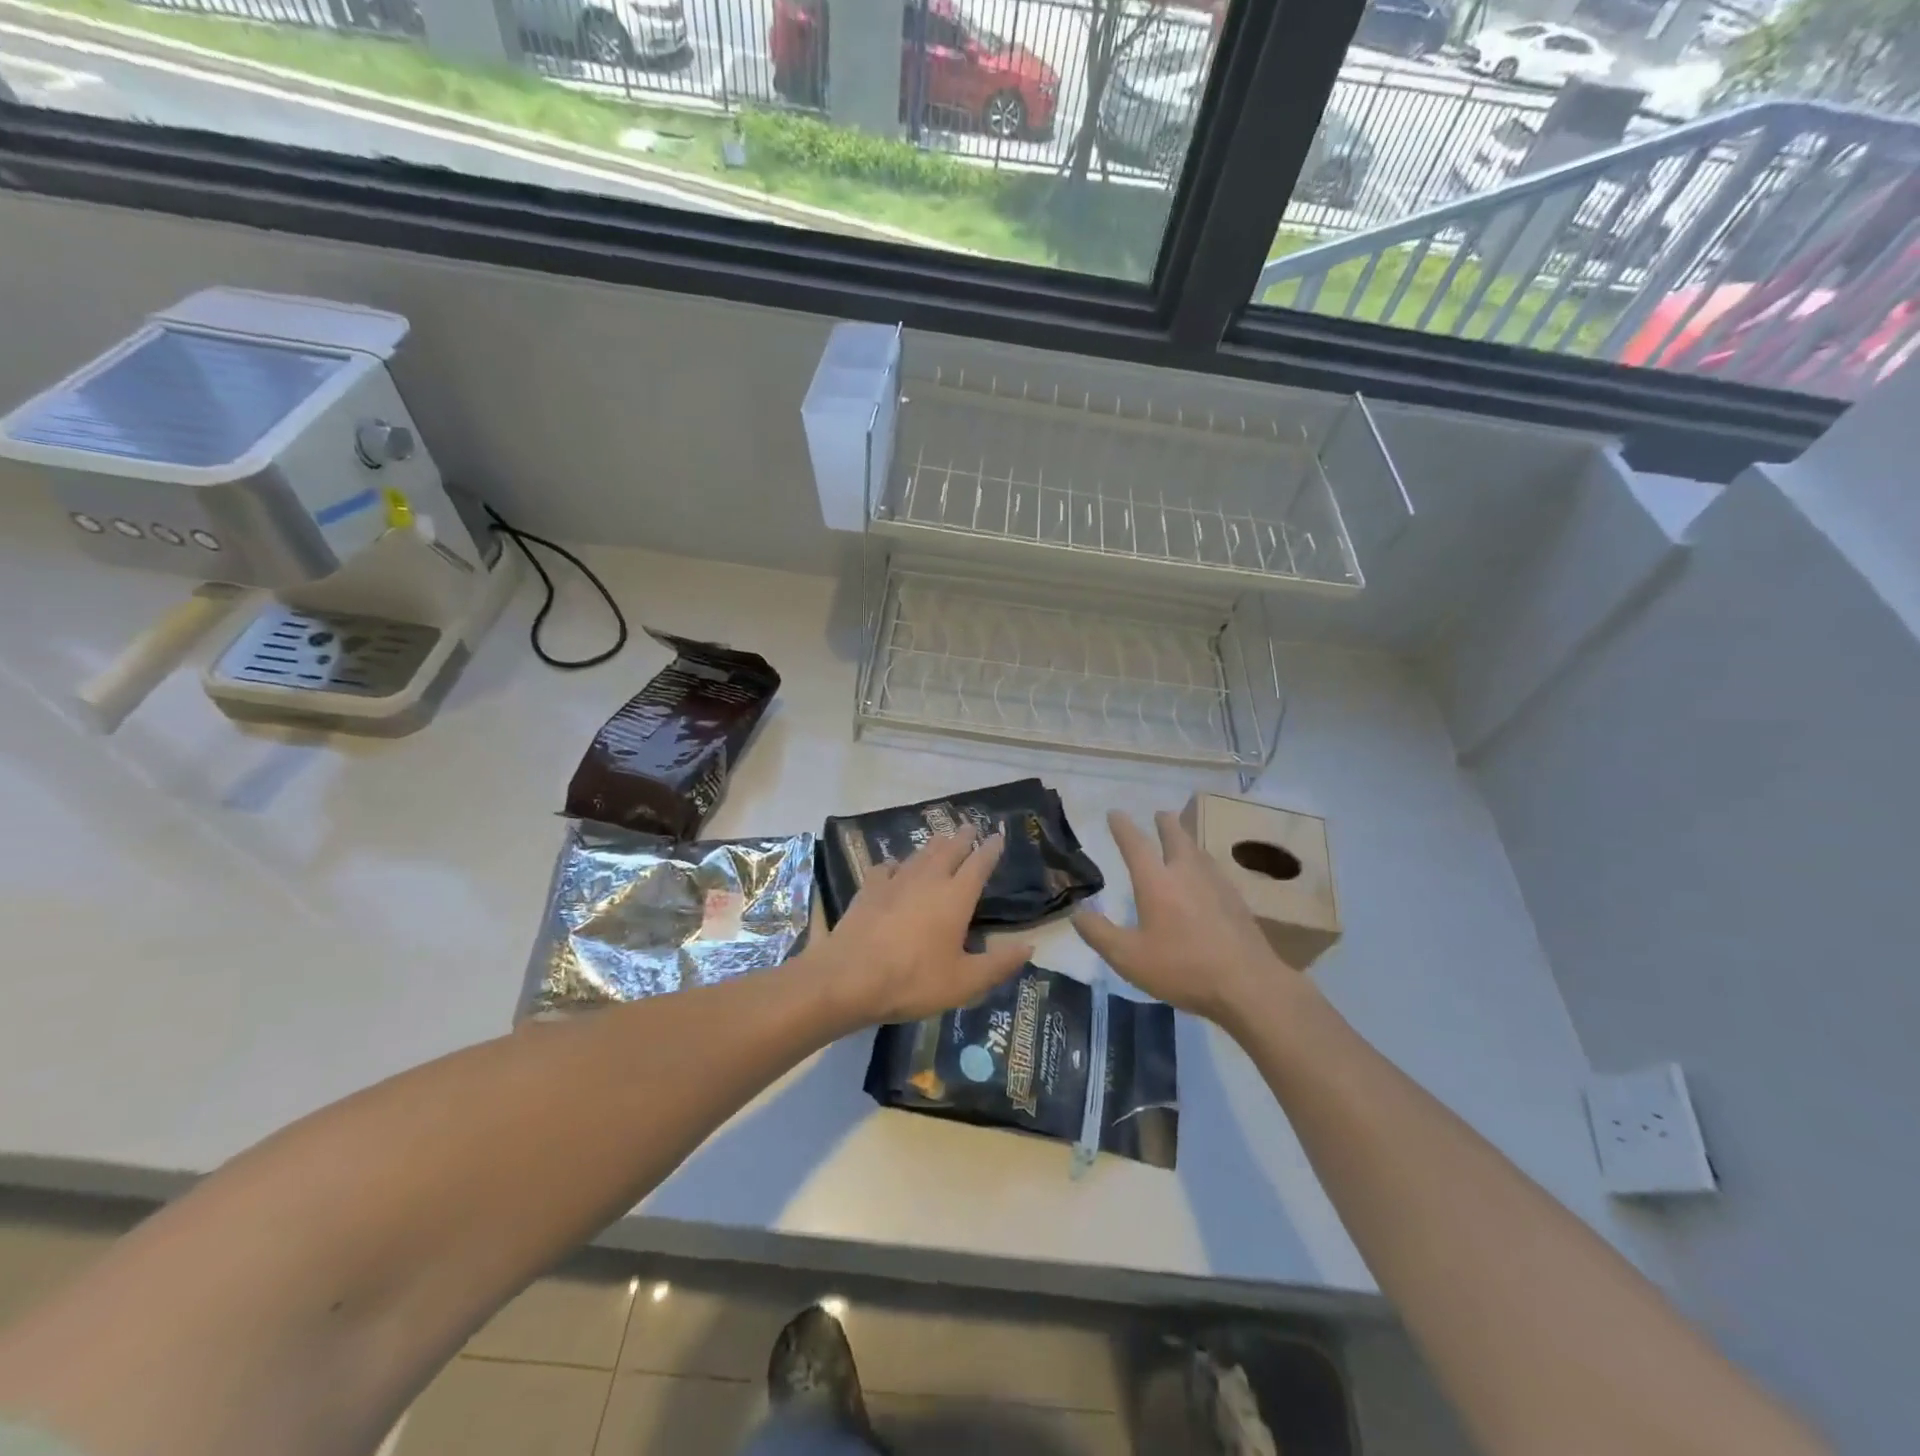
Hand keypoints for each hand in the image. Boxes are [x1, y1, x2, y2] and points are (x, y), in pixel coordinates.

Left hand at [805, 824, 1032, 1026]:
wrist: (849, 978)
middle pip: (949, 850)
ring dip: (933, 845)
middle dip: (962, 837)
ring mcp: (895, 882)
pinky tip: (894, 867)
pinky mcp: (868, 890)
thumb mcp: (965, 982)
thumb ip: (999, 964)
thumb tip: (1029, 946)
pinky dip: (896, 864)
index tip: (998, 835)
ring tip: (941, 838)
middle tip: (970, 826)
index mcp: (956, 897)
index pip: (979, 864)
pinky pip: (886, 868)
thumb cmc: (913, 980)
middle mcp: (928, 880)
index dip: (990, 849)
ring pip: (919, 855)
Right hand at [1073, 809, 1287, 1025]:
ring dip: (1186, 840)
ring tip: (1182, 839)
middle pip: (1176, 837)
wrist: (1248, 984)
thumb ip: (1099, 933)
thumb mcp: (1128, 958)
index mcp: (1157, 882)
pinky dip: (1203, 863)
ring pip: (1198, 851)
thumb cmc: (1182, 968)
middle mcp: (1186, 873)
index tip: (1115, 813)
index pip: (1135, 844)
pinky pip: (1214, 870)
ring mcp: (1216, 884)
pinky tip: (1206, 877)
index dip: (1123, 827)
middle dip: (1165, 823)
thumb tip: (1077, 913)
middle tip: (1160, 814)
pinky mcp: (1236, 901)